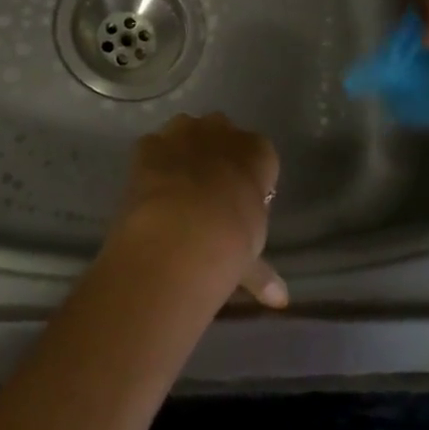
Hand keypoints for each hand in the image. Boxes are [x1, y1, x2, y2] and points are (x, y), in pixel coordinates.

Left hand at [113, 113, 286, 309]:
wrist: (181, 233)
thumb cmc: (231, 243)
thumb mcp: (251, 260)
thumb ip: (262, 272)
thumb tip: (279, 299)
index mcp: (258, 153)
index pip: (260, 154)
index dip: (249, 174)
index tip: (242, 198)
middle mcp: (222, 132)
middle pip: (222, 133)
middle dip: (216, 153)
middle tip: (209, 188)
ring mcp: (183, 133)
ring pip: (186, 130)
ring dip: (183, 149)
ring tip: (177, 185)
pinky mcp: (150, 143)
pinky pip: (154, 146)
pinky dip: (153, 162)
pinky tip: (150, 188)